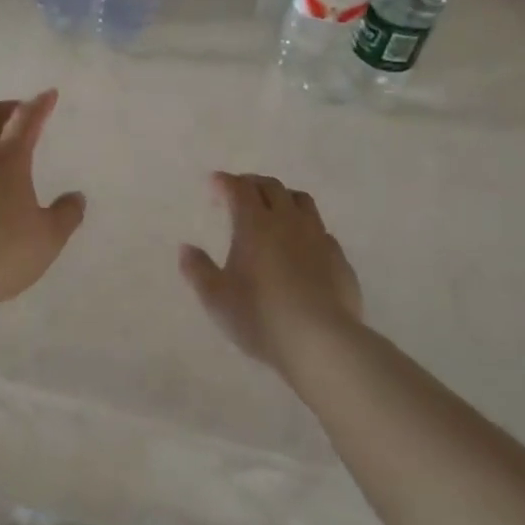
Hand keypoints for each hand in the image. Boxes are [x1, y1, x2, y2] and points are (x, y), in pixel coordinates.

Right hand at [179, 172, 361, 374]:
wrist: (322, 342)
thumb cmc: (261, 316)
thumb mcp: (216, 298)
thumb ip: (197, 270)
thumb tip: (185, 248)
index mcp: (255, 224)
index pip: (239, 188)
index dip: (225, 182)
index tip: (214, 183)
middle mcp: (288, 221)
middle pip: (271, 187)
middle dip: (252, 183)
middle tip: (239, 193)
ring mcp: (318, 237)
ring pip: (301, 201)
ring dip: (283, 198)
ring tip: (272, 211)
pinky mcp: (339, 258)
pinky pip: (321, 230)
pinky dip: (305, 227)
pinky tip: (301, 245)